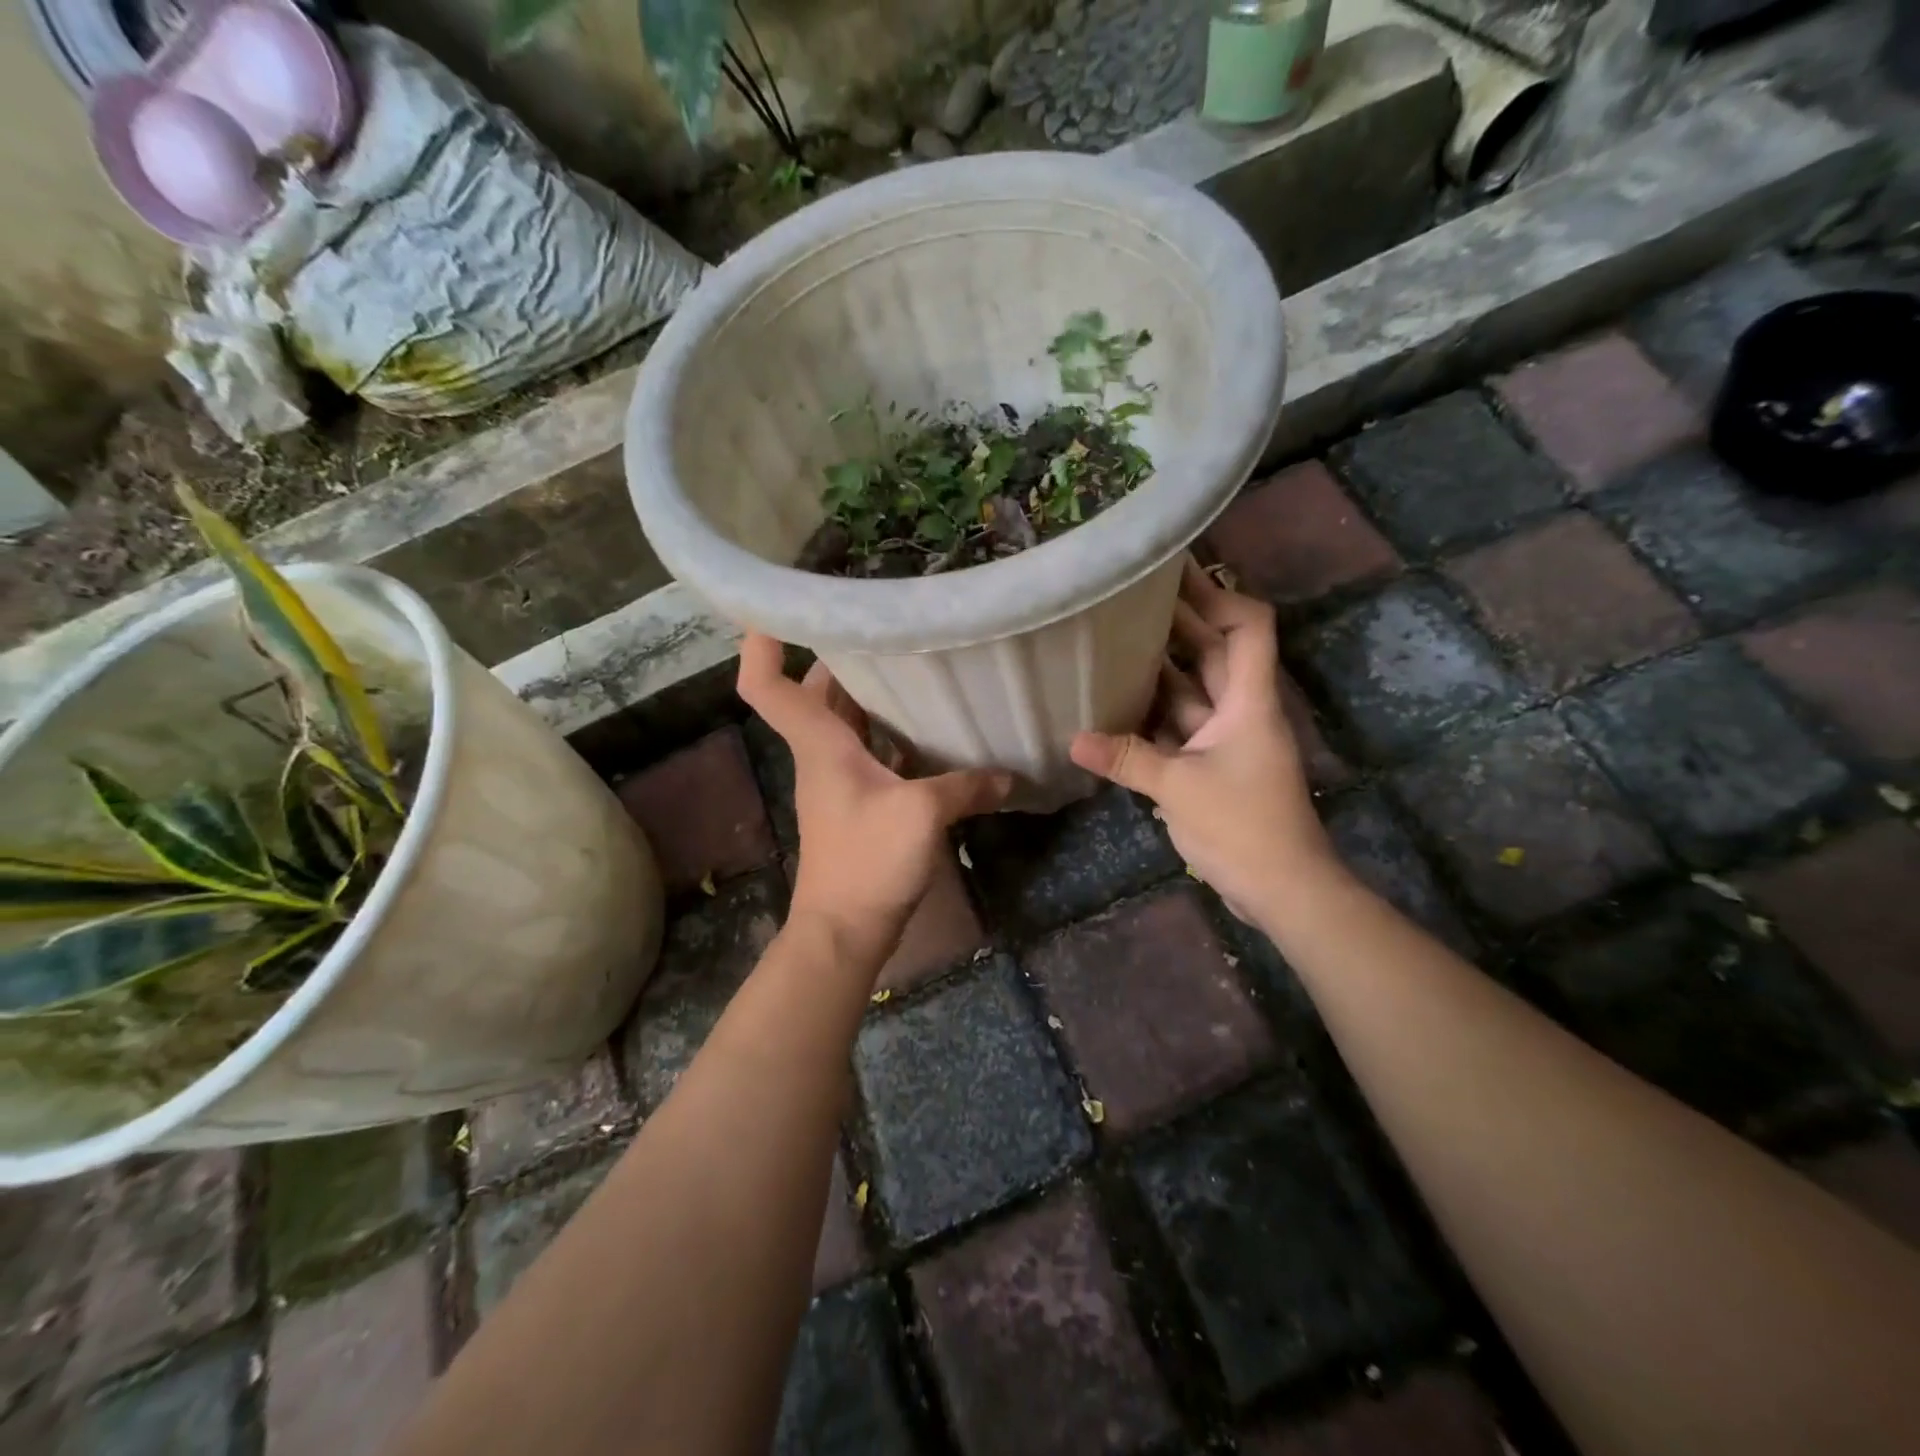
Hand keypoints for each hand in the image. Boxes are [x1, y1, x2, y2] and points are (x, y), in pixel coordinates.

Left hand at [737, 634, 1011, 957]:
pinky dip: (890, 733)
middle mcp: (822, 754)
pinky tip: (929, 728)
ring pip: (845, 722)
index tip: (773, 609)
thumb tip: (1010, 775)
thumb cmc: (868, 862)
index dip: (762, 646)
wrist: (846, 929)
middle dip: (840, 658)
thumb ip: (967, 786)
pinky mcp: (860, 802)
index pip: (768, 687)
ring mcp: (839, 780)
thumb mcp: (922, 815)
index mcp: (820, 745)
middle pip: (815, 694)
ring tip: (913, 664)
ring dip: (869, 695)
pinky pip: (870, 751)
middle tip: (882, 627)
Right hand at [1069, 560, 1336, 921]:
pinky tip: (1115, 701)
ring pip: (1191, 690)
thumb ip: (1127, 758)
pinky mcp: (1212, 765)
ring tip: (1111, 639)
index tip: (1175, 576)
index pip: (1248, 626)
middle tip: (1127, 595)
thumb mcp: (1179, 788)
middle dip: (1177, 621)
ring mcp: (1226, 739)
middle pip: (1212, 651)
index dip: (1218, 595)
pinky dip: (1152, 713)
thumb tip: (1072, 739)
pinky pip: (1179, 726)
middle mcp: (1239, 710)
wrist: (1283, 888)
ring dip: (1158, 667)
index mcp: (1248, 701)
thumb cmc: (1244, 826)